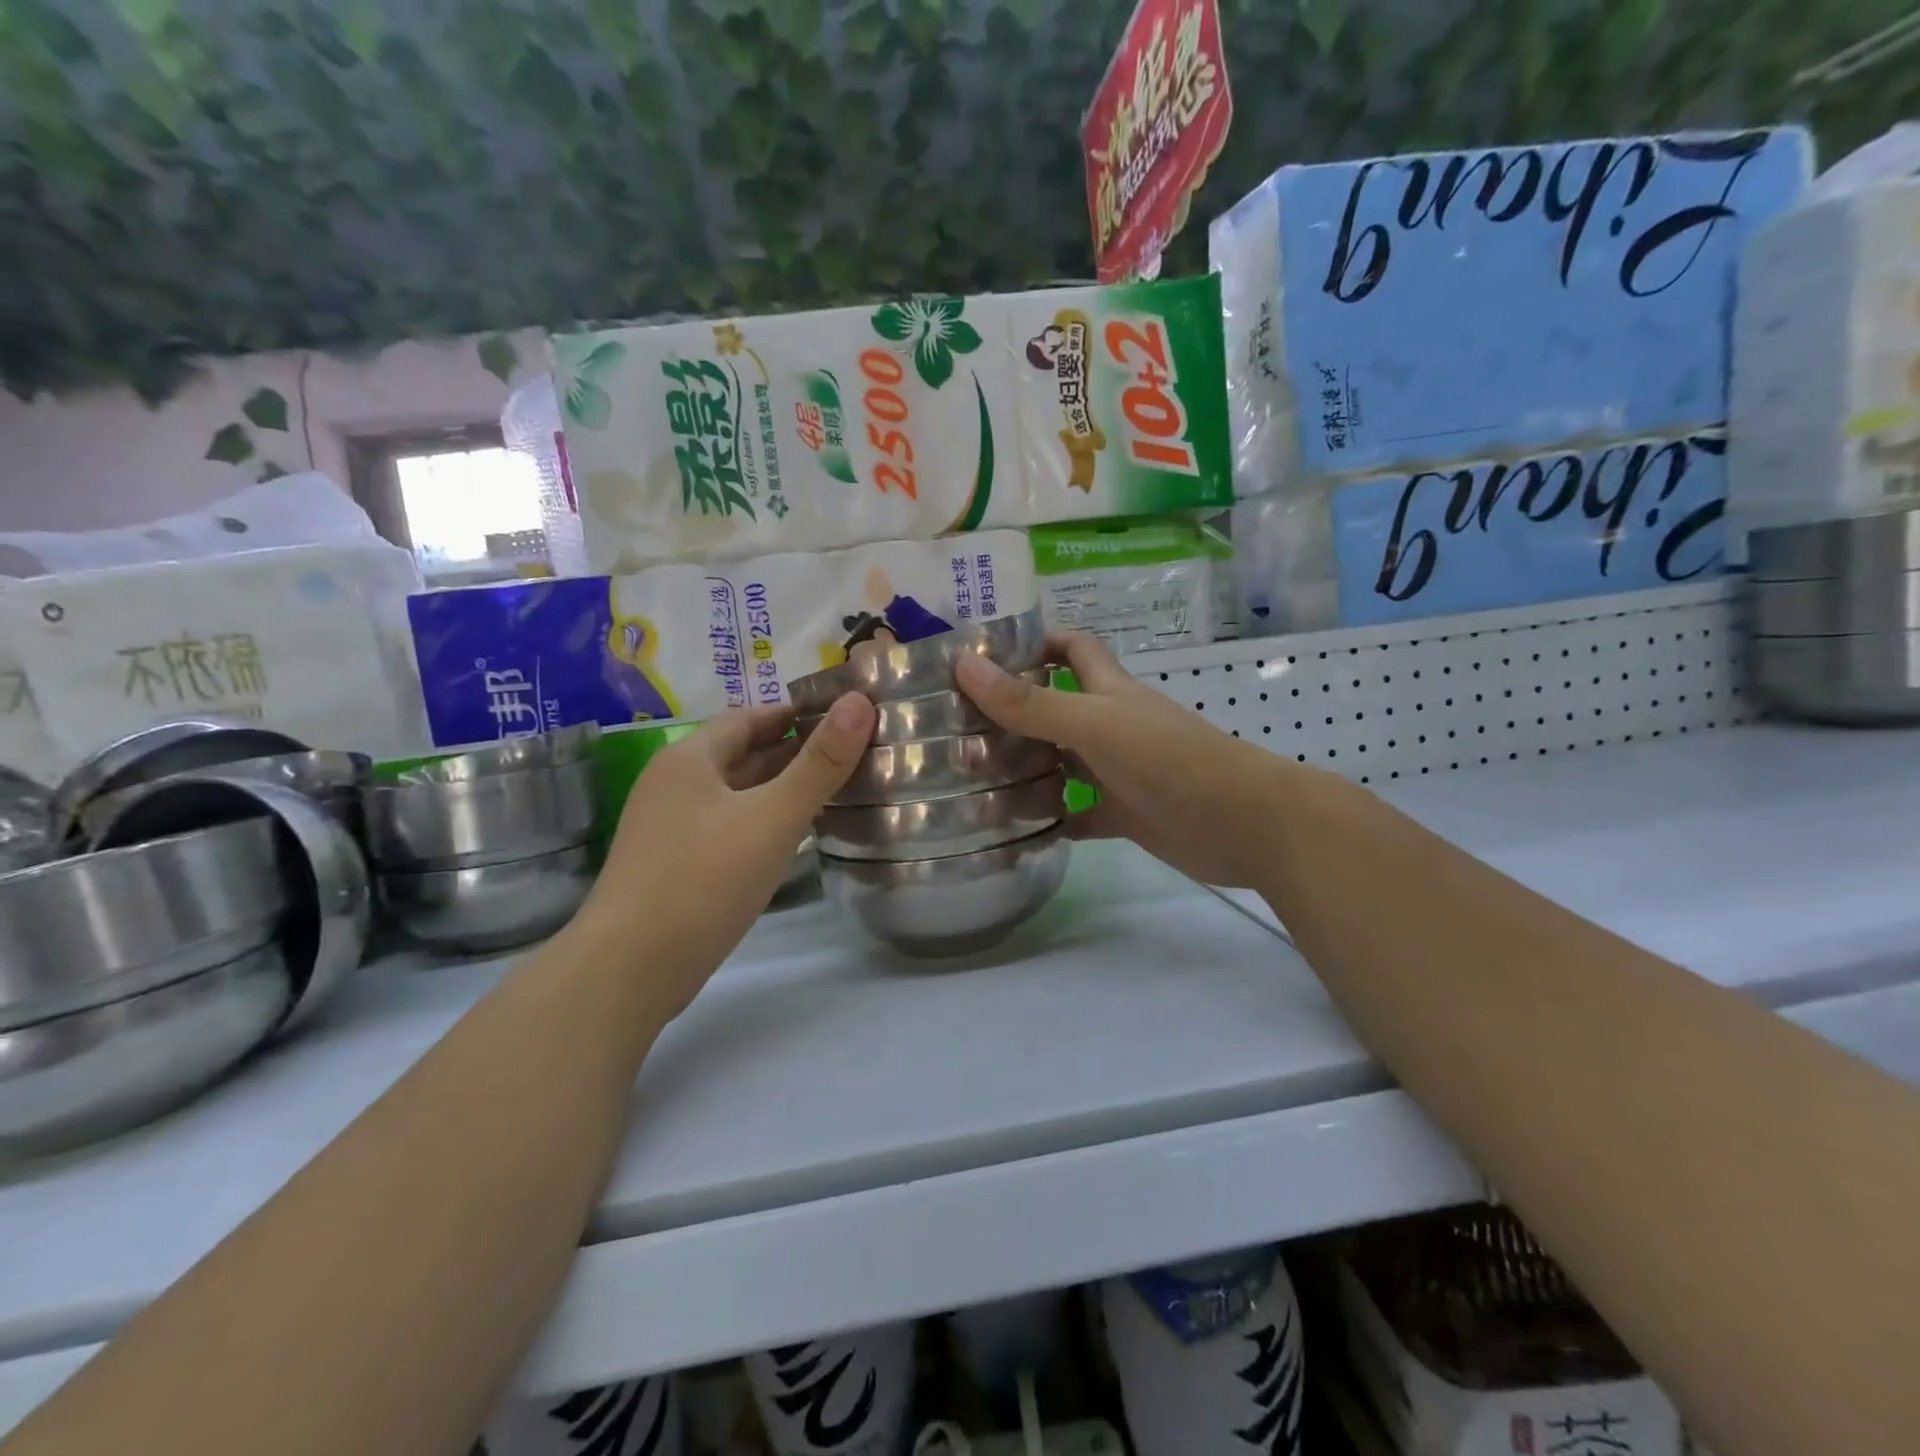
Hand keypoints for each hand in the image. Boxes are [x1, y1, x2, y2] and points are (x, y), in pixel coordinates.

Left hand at [576, 694, 875, 1014]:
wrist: (630, 970)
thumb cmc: (704, 879)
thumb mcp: (773, 817)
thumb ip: (820, 763)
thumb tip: (860, 703)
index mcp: (689, 759)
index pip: (749, 717)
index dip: (796, 713)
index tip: (843, 717)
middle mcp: (675, 785)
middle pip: (742, 754)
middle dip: (794, 751)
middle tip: (850, 753)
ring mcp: (671, 828)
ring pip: (736, 795)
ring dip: (780, 789)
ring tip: (835, 790)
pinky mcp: (675, 866)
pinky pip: (729, 827)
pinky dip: (763, 822)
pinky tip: (794, 837)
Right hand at [955, 632, 1288, 889]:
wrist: (1244, 823)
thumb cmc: (1169, 759)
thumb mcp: (1094, 724)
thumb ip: (1030, 703)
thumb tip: (963, 664)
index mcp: (1108, 691)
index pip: (1070, 649)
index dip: (1034, 644)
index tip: (986, 659)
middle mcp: (1111, 725)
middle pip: (1055, 710)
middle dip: (1011, 718)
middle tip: (956, 736)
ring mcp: (1118, 772)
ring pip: (1061, 766)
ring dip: (1023, 774)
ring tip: (970, 788)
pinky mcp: (1126, 815)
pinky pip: (1077, 814)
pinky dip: (1050, 820)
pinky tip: (1013, 831)